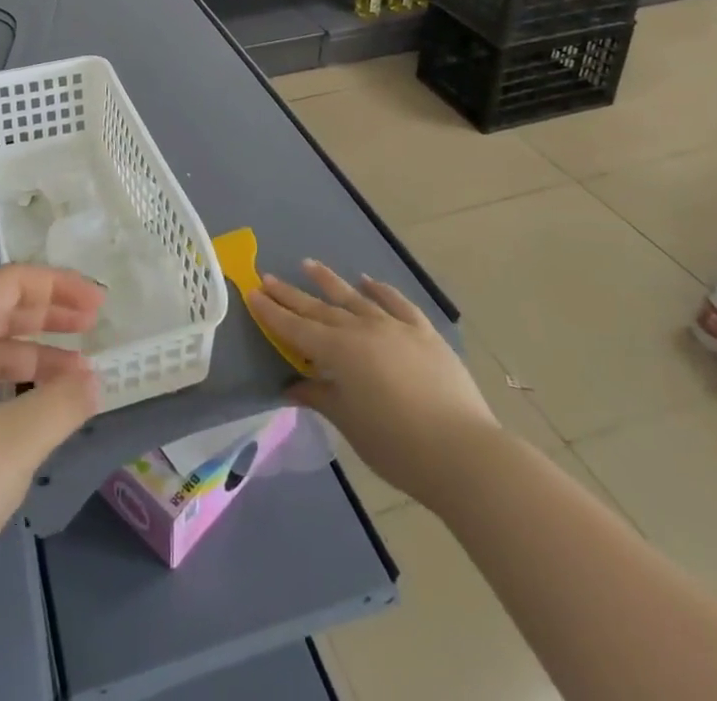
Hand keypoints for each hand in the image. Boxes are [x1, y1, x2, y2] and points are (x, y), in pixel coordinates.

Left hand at [0, 265, 102, 629]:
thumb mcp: (14, 443)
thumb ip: (62, 403)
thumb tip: (92, 380)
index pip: (7, 283)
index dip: (56, 285)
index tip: (98, 304)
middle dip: (49, 314)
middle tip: (94, 327)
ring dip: (36, 358)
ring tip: (80, 380)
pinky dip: (14, 392)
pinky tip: (38, 419)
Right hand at [247, 259, 496, 509]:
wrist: (464, 453)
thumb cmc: (398, 446)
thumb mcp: (350, 423)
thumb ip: (320, 397)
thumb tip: (292, 386)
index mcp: (339, 352)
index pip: (296, 329)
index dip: (272, 312)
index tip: (252, 293)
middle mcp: (363, 330)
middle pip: (320, 309)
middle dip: (291, 295)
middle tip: (268, 276)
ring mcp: (396, 328)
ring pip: (355, 298)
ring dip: (330, 282)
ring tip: (309, 265)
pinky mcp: (425, 334)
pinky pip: (398, 304)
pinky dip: (381, 291)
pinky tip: (369, 282)